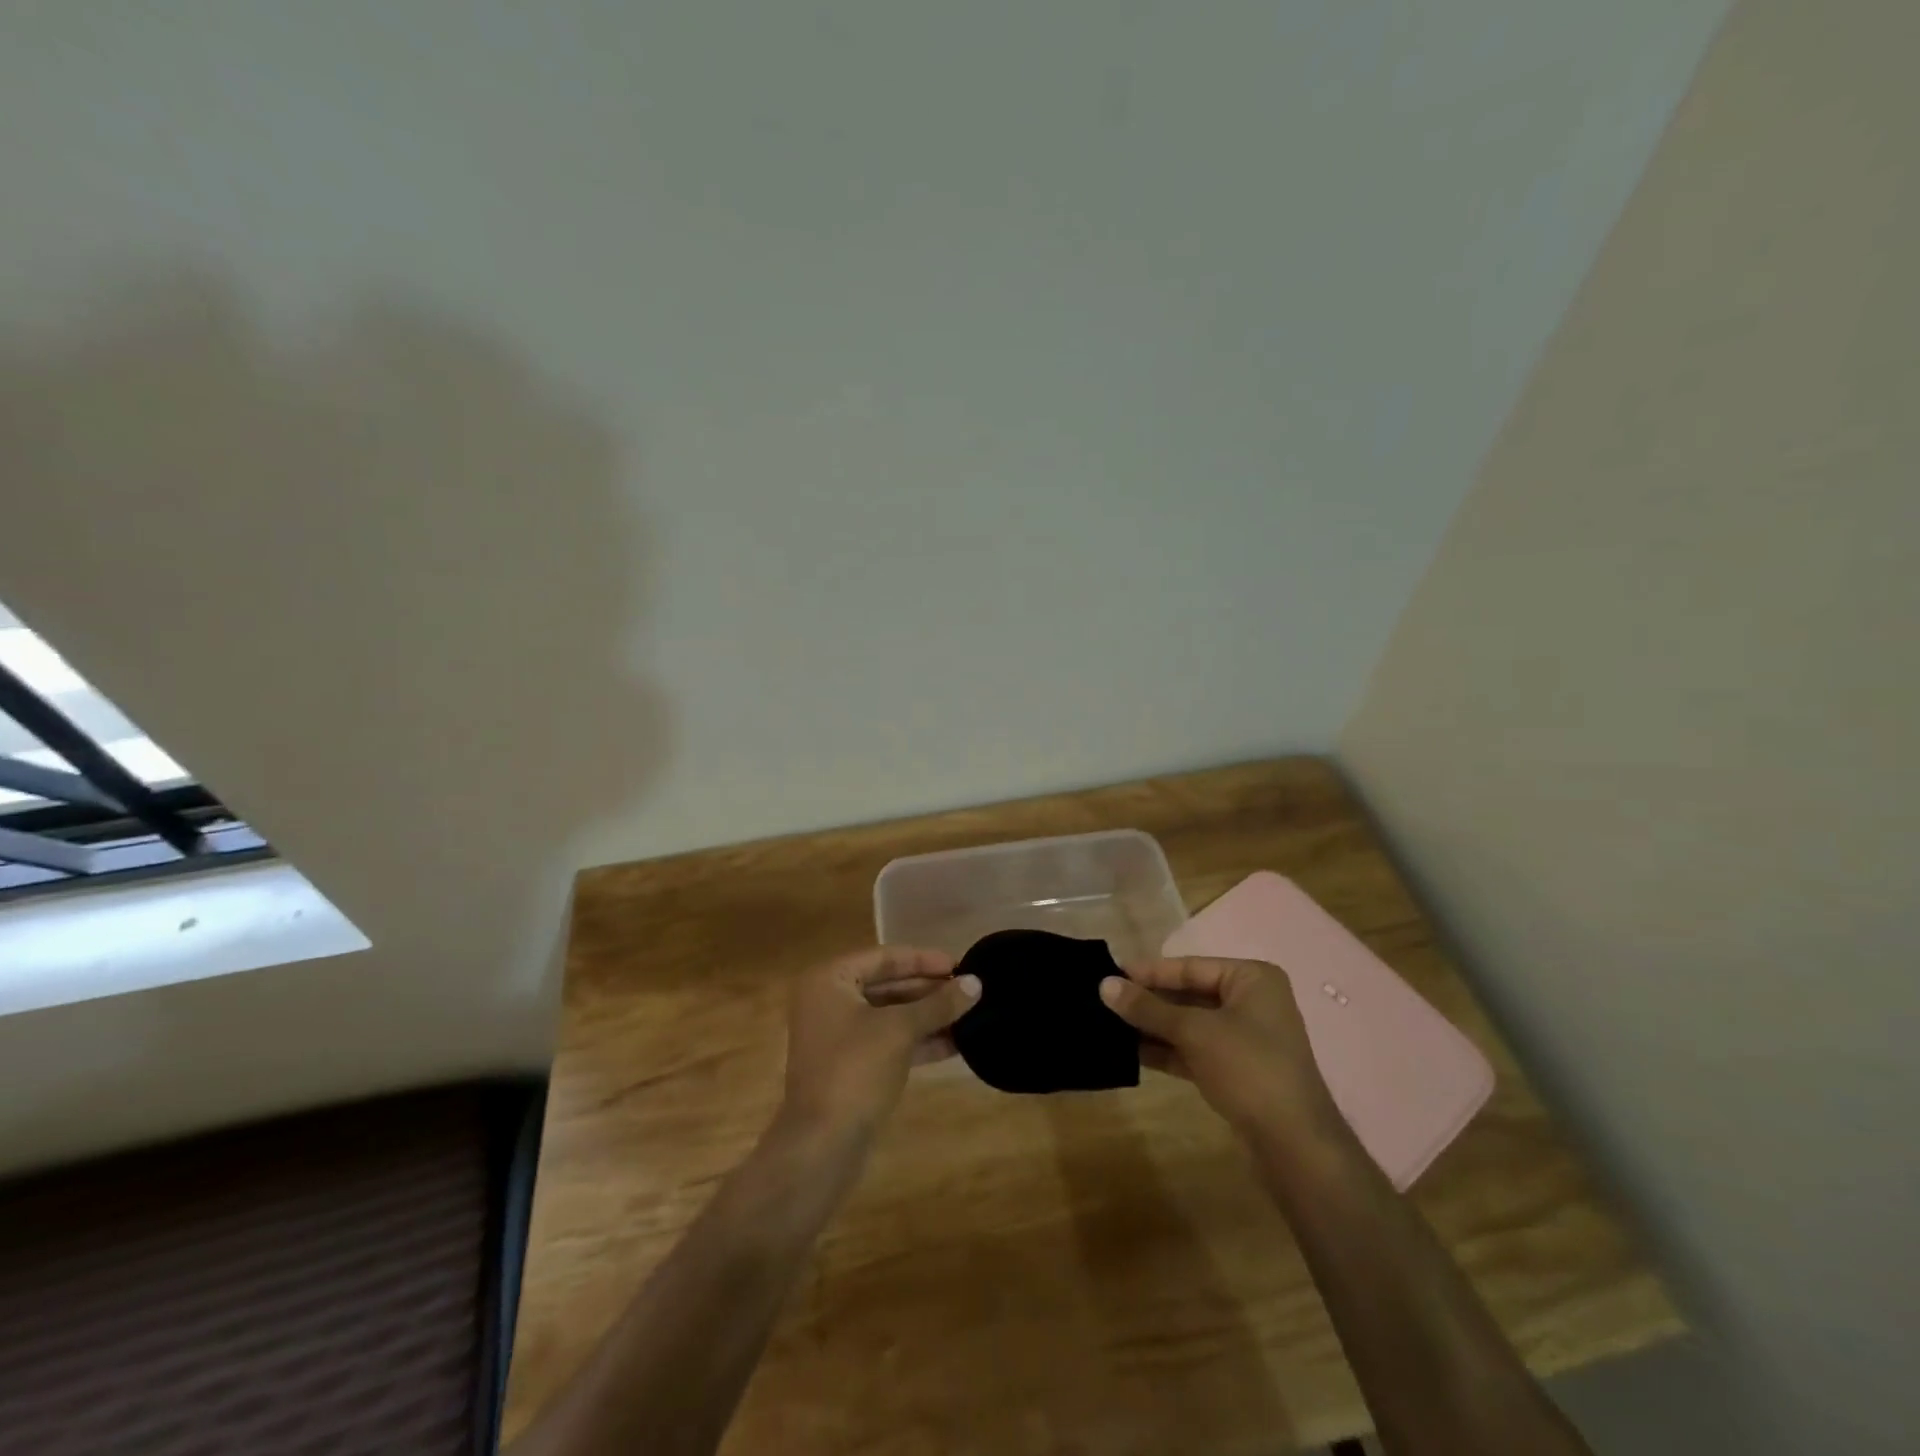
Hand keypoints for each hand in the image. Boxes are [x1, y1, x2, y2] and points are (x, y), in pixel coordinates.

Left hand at [782, 947, 980, 1133]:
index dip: (923, 960)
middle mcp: (828, 1002)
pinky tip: (955, 1044)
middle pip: (887, 985)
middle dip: (928, 990)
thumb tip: (976, 983)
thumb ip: (938, 1004)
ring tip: (969, 1014)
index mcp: (829, 980)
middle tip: (968, 990)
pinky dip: (918, 1041)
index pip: (884, 958)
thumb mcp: (901, 1030)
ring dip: (927, 1016)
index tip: (959, 965)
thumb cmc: (855, 1069)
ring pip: (890, 1016)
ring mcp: (838, 1037)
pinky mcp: (850, 1068)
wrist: (822, 1145)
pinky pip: (888, 1042)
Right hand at [1100, 957, 1335, 1138]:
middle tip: (1104, 1000)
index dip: (1148, 972)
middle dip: (1148, 1001)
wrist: (1294, 1145)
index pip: (1189, 967)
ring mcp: (1245, 1039)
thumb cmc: (1248, 1068)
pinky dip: (1166, 1050)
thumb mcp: (1194, 1032)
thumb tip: (1104, 984)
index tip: (1109, 973)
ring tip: (1109, 1025)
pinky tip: (1131, 1051)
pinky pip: (1194, 1050)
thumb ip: (1148, 1008)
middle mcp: (1251, 1002)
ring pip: (1189, 1024)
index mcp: (1251, 978)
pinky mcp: (1236, 1070)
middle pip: (1188, 994)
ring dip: (1153, 1026)